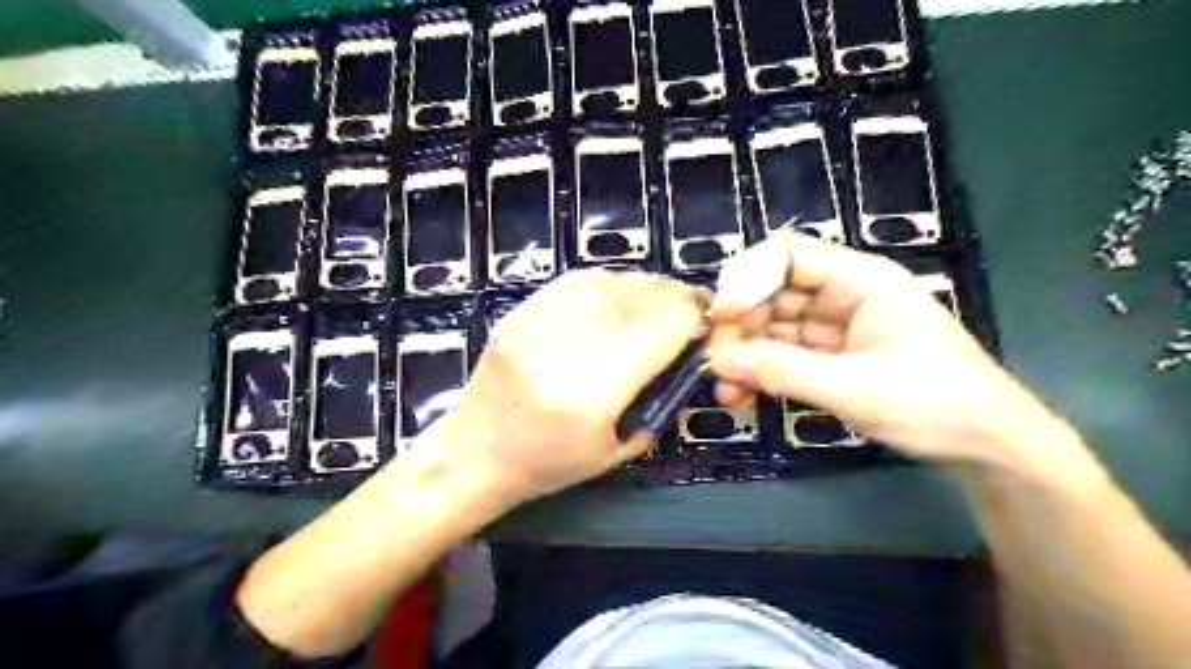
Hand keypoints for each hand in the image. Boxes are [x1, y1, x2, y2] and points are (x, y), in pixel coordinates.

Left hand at [446, 270, 706, 504]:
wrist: (474, 452)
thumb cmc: (546, 464)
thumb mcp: (615, 451)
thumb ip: (655, 404)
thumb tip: (682, 362)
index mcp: (593, 392)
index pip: (658, 332)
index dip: (692, 319)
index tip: (709, 322)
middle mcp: (567, 347)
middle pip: (637, 302)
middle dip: (676, 298)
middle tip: (695, 304)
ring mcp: (539, 323)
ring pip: (610, 284)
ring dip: (648, 286)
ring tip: (665, 296)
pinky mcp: (522, 311)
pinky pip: (578, 281)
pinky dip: (612, 282)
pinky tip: (625, 292)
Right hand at [705, 232, 1059, 472]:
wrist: (990, 449)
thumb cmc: (935, 404)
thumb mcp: (853, 388)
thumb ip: (782, 371)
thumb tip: (716, 361)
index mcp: (862, 280)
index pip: (790, 257)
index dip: (749, 279)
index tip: (720, 317)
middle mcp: (846, 295)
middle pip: (776, 294)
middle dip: (741, 326)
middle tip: (714, 361)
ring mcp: (839, 328)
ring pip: (777, 329)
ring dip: (747, 355)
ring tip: (722, 389)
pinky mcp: (836, 358)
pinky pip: (789, 356)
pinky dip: (765, 373)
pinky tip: (743, 397)